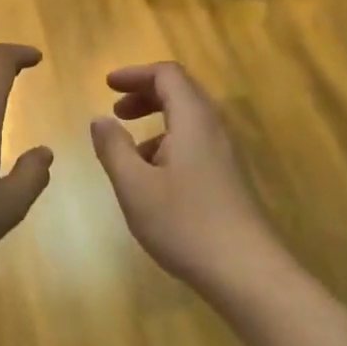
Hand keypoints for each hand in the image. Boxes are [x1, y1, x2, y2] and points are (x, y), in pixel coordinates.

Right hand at [90, 62, 278, 287]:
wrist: (246, 271)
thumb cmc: (185, 224)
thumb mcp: (135, 186)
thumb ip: (113, 148)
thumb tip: (100, 119)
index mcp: (193, 121)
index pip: (168, 74)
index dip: (136, 74)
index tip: (107, 85)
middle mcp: (214, 129)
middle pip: (181, 93)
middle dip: (145, 95)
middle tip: (116, 111)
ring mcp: (225, 155)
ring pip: (189, 121)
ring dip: (156, 123)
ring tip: (127, 149)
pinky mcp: (228, 179)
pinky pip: (196, 144)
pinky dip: (169, 145)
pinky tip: (152, 178)